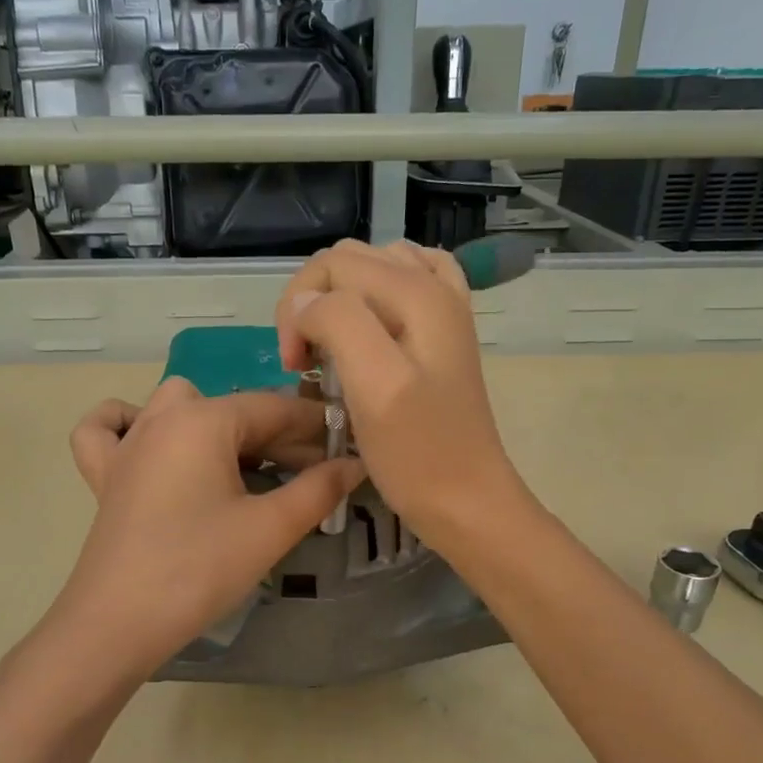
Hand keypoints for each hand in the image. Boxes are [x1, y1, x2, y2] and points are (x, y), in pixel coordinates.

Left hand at [56, 377, 365, 677]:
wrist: (118, 623)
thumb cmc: (199, 570)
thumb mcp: (269, 529)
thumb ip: (319, 490)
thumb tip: (355, 464)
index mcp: (203, 420)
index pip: (273, 409)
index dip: (315, 427)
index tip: (347, 447)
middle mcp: (162, 417)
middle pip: (231, 409)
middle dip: (277, 436)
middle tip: (311, 475)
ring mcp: (127, 444)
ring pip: (176, 407)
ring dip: (215, 423)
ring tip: (242, 464)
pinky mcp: (104, 475)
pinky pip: (110, 429)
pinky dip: (131, 425)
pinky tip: (155, 446)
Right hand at [276, 239, 522, 545]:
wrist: (467, 501)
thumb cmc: (417, 454)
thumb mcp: (374, 386)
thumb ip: (339, 324)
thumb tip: (305, 303)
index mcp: (418, 293)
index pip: (331, 265)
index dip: (298, 309)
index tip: (296, 368)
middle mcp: (435, 287)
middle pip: (348, 262)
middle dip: (312, 304)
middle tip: (307, 365)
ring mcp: (442, 311)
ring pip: (370, 273)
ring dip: (337, 304)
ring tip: (330, 352)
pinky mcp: (440, 337)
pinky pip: (401, 291)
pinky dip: (371, 303)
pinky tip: (366, 333)